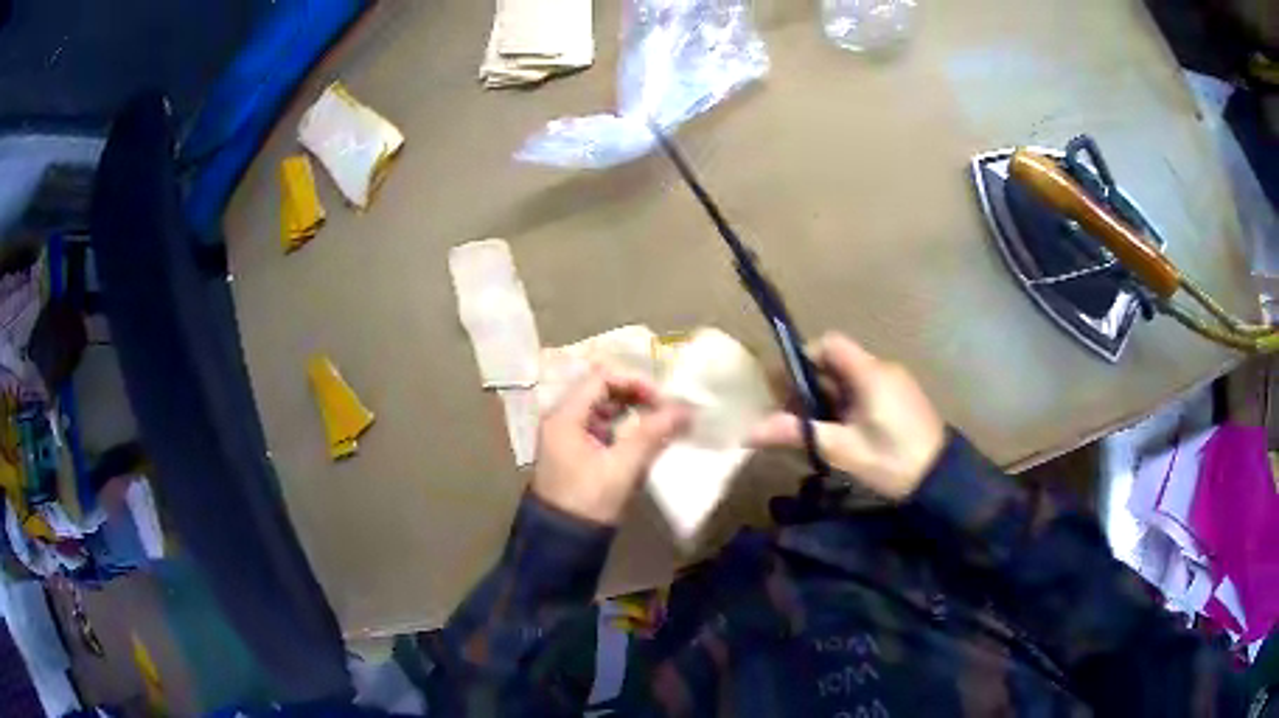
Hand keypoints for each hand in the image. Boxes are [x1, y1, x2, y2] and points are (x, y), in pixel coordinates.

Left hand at [533, 369, 690, 524]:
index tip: (663, 399)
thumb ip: (652, 434)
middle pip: (601, 390)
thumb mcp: (622, 467)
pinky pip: (602, 427)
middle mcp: (562, 418)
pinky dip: (624, 427)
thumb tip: (685, 409)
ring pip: (603, 408)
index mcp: (565, 416)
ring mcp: (567, 435)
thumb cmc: (588, 501)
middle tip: (666, 410)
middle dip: (637, 395)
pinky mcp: (575, 451)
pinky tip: (646, 439)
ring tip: (661, 423)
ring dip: (632, 411)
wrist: (562, 541)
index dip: (635, 382)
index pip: (601, 378)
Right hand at [750, 333, 945, 500]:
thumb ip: (799, 433)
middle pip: (837, 361)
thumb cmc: (892, 460)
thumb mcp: (842, 449)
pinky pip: (867, 389)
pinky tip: (845, 433)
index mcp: (869, 372)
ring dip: (829, 397)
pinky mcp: (902, 399)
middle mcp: (883, 368)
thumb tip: (749, 431)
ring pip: (851, 377)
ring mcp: (896, 383)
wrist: (942, 480)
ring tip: (818, 430)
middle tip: (797, 417)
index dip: (804, 359)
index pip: (829, 343)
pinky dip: (848, 403)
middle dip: (812, 384)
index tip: (788, 390)